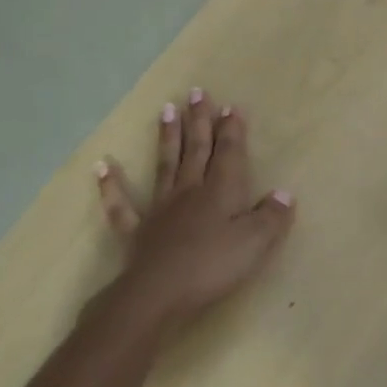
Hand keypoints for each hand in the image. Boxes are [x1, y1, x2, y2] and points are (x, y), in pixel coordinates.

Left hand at [95, 90, 294, 319]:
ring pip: (165, 164)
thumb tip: (283, 194)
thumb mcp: (255, 243)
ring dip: (167, 137)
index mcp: (220, 191)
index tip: (231, 106)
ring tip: (166, 110)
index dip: (231, 130)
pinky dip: (111, 185)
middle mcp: (190, 190)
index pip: (229, 153)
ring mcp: (160, 208)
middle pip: (196, 149)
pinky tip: (103, 166)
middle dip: (199, 121)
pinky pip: (121, 205)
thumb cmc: (213, 266)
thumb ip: (272, 217)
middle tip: (197, 92)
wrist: (159, 294)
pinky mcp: (137, 230)